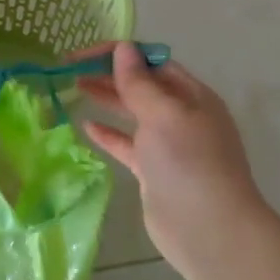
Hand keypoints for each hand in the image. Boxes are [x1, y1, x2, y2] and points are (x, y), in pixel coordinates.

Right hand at [77, 43, 269, 276]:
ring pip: (133, 113)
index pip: (153, 62)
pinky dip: (108, 134)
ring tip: (74, 87)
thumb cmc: (188, 162)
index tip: (84, 55)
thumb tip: (123, 48)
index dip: (120, 54)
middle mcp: (182, 116)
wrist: (208, 230)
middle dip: (109, 74)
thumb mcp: (163, 114)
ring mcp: (168, 146)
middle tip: (71, 69)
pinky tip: (85, 126)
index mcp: (192, 95)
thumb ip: (138, 83)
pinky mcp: (154, 172)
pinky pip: (127, 144)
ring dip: (107, 98)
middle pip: (142, 86)